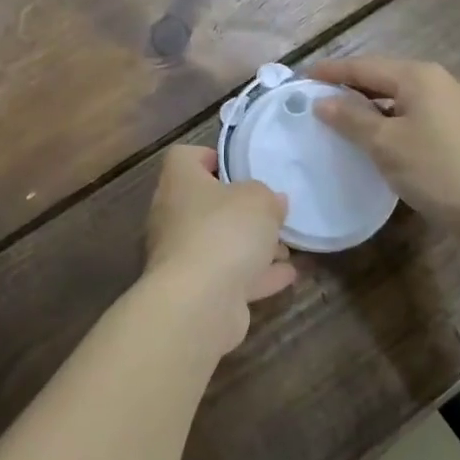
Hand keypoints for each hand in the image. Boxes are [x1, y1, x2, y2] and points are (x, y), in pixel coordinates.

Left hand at [143, 145, 294, 352]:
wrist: (198, 302)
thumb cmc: (224, 231)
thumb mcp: (259, 200)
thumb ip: (268, 196)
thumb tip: (273, 201)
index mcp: (179, 181)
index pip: (184, 157)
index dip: (210, 157)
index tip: (238, 168)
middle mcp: (172, 215)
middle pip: (205, 203)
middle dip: (240, 210)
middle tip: (270, 212)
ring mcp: (181, 255)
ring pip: (218, 242)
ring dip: (251, 246)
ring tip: (286, 247)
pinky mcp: (194, 290)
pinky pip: (228, 275)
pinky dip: (255, 275)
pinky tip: (287, 274)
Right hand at [310, 58, 459, 235]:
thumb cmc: (438, 170)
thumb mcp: (385, 143)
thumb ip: (350, 119)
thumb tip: (321, 102)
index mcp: (417, 76)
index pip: (363, 66)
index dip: (330, 72)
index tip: (300, 77)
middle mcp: (435, 82)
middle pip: (381, 77)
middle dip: (347, 87)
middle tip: (314, 98)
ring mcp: (451, 106)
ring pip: (397, 98)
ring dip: (367, 106)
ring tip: (337, 119)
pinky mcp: (458, 130)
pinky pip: (411, 115)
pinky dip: (387, 121)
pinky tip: (374, 139)